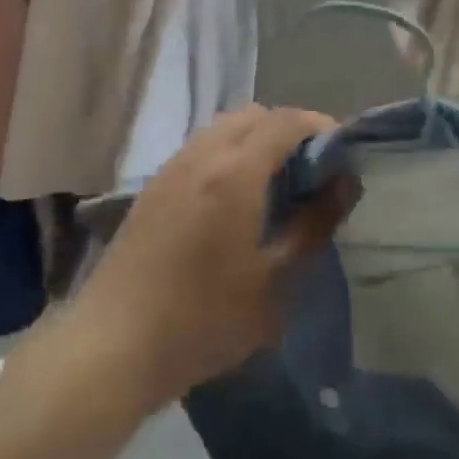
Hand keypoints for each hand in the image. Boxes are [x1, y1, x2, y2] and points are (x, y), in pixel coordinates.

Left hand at [70, 106, 352, 406]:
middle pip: (254, 115)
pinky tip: (234, 200)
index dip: (320, 127)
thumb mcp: (274, 281)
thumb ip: (314, 225)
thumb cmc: (204, 318)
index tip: (343, 154)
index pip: (286, 121)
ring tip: (275, 185)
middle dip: (289, 130)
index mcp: (235, 171)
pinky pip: (201, 148)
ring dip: (256, 140)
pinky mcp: (153, 186)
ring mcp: (172, 167)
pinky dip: (228, 153)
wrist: (114, 343)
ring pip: (224, 128)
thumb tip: (345, 184)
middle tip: (312, 171)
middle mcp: (202, 154)